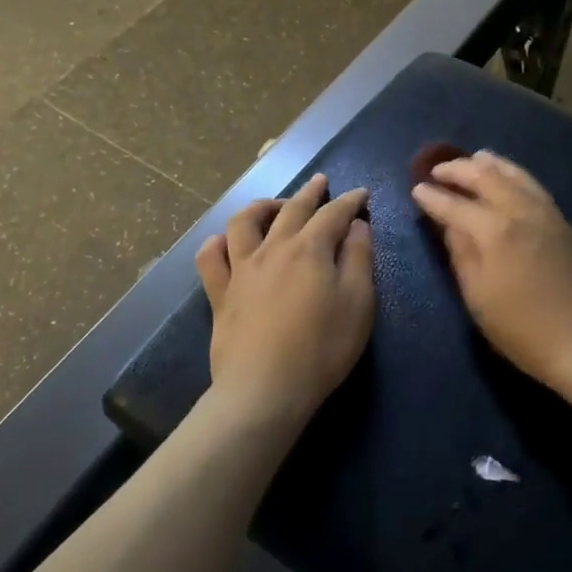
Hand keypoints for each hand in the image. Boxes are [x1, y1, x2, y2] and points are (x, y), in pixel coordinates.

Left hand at [195, 175, 374, 433]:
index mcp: (310, 249)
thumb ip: (359, 259)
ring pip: (244, 221)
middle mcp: (273, 248)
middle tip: (320, 182)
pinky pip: (210, 257)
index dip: (349, 201)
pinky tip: (226, 242)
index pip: (333, 214)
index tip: (361, 194)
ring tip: (275, 205)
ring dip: (262, 206)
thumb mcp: (358, 304)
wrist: (265, 389)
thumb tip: (357, 226)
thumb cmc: (322, 348)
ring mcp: (241, 269)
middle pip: (292, 209)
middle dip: (310, 192)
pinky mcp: (220, 294)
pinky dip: (217, 242)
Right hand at [412, 151, 571, 395]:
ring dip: (490, 164)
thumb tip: (448, 224)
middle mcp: (520, 211)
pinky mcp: (563, 222)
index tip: (416, 189)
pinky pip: (533, 185)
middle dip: (458, 170)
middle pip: (486, 177)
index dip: (433, 197)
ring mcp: (546, 214)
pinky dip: (514, 174)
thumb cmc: (522, 330)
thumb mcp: (478, 297)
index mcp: (495, 231)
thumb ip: (461, 254)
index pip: (455, 205)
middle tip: (437, 170)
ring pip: (515, 175)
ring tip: (473, 158)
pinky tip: (509, 177)